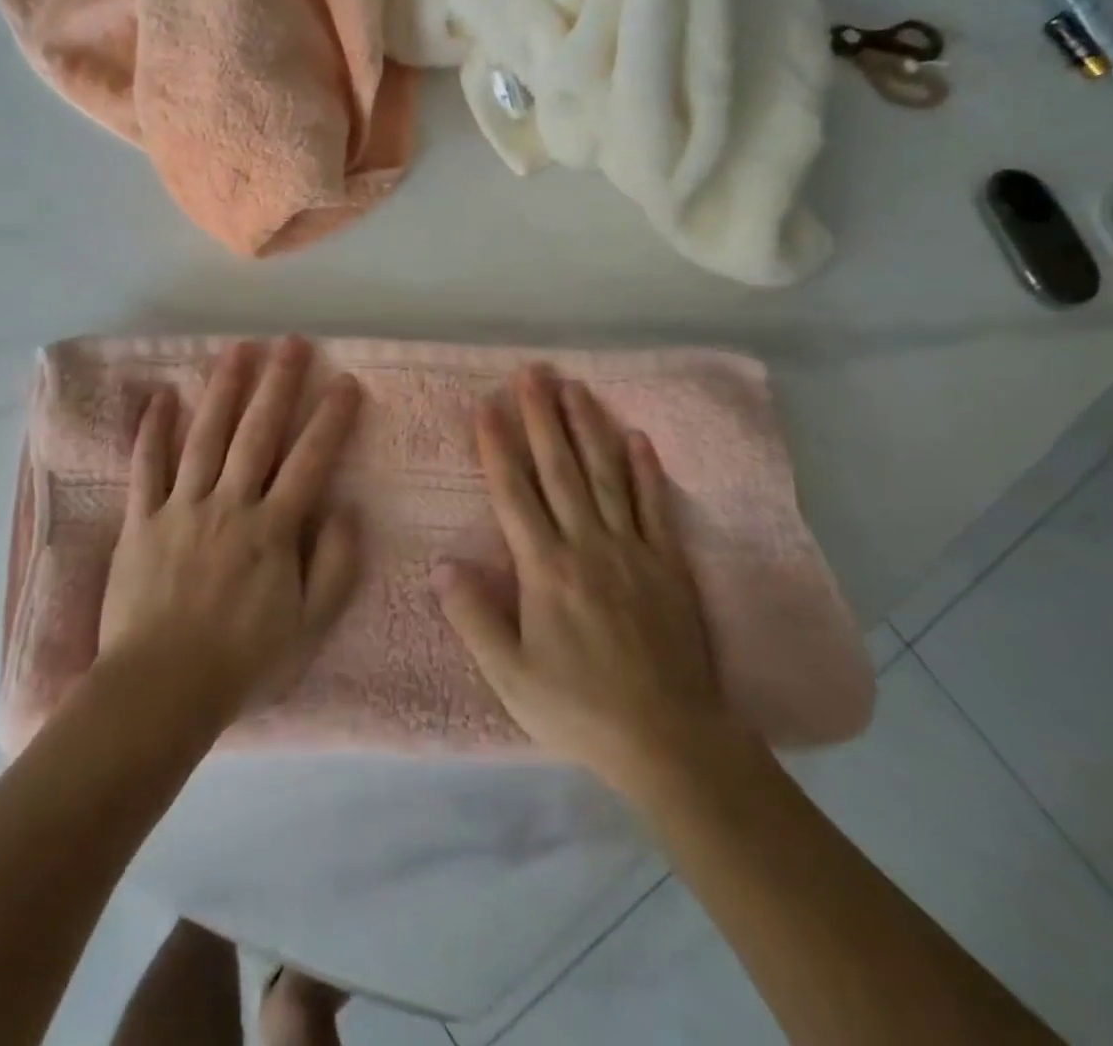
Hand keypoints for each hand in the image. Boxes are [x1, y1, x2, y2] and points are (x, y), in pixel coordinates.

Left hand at [99, 337, 362, 730]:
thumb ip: (336, 566)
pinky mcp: (141, 521)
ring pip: (205, 437)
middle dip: (278, 384)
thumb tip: (348, 510)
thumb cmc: (242, 661)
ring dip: (224, 390)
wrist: (161, 690)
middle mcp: (230, 504)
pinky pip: (146, 467)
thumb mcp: (310, 626)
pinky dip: (153, 430)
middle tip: (291, 342)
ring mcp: (181, 508)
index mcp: (273, 529)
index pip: (310, 461)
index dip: (331, 419)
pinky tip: (162, 396)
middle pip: (257, 433)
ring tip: (238, 349)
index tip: (345, 381)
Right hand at [434, 365, 721, 792]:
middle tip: (533, 372)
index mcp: (545, 569)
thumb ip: (474, 617)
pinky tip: (638, 438)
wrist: (670, 739)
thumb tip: (442, 564)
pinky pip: (654, 506)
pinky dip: (646, 470)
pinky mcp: (668, 563)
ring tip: (575, 388)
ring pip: (606, 475)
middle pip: (560, 469)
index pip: (514, 494)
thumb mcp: (510, 676)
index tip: (488, 405)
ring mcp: (633, 550)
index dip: (498, 447)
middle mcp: (588, 545)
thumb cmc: (579, 708)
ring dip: (589, 428)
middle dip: (543, 417)